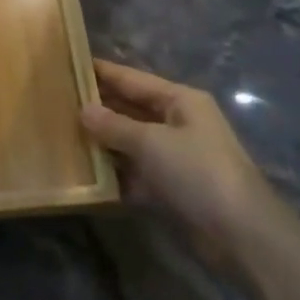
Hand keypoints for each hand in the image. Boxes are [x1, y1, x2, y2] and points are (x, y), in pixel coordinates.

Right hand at [82, 59, 287, 271]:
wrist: (242, 235)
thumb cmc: (198, 172)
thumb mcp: (151, 143)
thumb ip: (114, 126)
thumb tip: (82, 109)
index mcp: (180, 100)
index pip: (133, 79)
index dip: (102, 72)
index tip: (69, 64)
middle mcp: (178, 123)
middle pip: (131, 109)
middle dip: (98, 108)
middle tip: (57, 103)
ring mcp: (175, 157)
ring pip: (131, 143)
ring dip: (104, 143)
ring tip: (63, 136)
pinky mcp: (172, 189)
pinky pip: (136, 173)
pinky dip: (115, 175)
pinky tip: (85, 175)